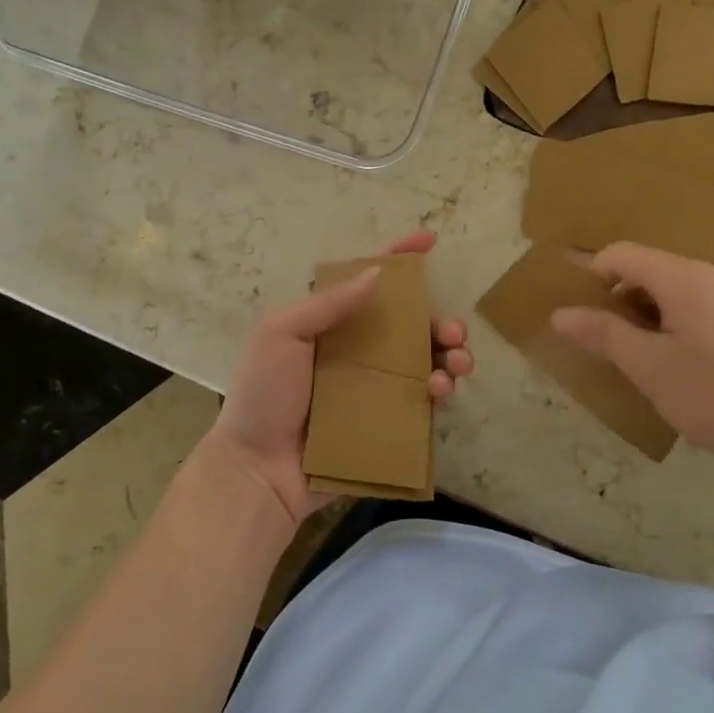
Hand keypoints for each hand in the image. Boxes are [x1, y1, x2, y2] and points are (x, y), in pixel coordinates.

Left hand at [199, 230, 473, 525]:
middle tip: (452, 331)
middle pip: (410, 325)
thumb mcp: (281, 334)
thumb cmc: (263, 395)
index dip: (399, 258)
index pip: (369, 283)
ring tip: (456, 363)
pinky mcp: (386, 423)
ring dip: (450, 355)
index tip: (429, 241)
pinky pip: (422, 402)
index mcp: (331, 325)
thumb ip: (327, 303)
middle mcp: (358, 352)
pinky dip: (440, 391)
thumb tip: (377, 273)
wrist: (257, 471)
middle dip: (441, 320)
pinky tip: (440, 392)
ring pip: (425, 361)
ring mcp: (374, 389)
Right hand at [550, 242, 713, 470]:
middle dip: (617, 298)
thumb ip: (601, 334)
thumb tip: (559, 314)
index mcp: (682, 276)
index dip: (592, 276)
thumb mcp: (647, 366)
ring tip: (636, 357)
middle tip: (603, 341)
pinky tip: (675, 363)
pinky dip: (672, 322)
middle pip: (647, 268)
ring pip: (672, 289)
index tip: (579, 314)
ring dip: (644, 313)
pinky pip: (695, 305)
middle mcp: (709, 274)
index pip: (621, 254)